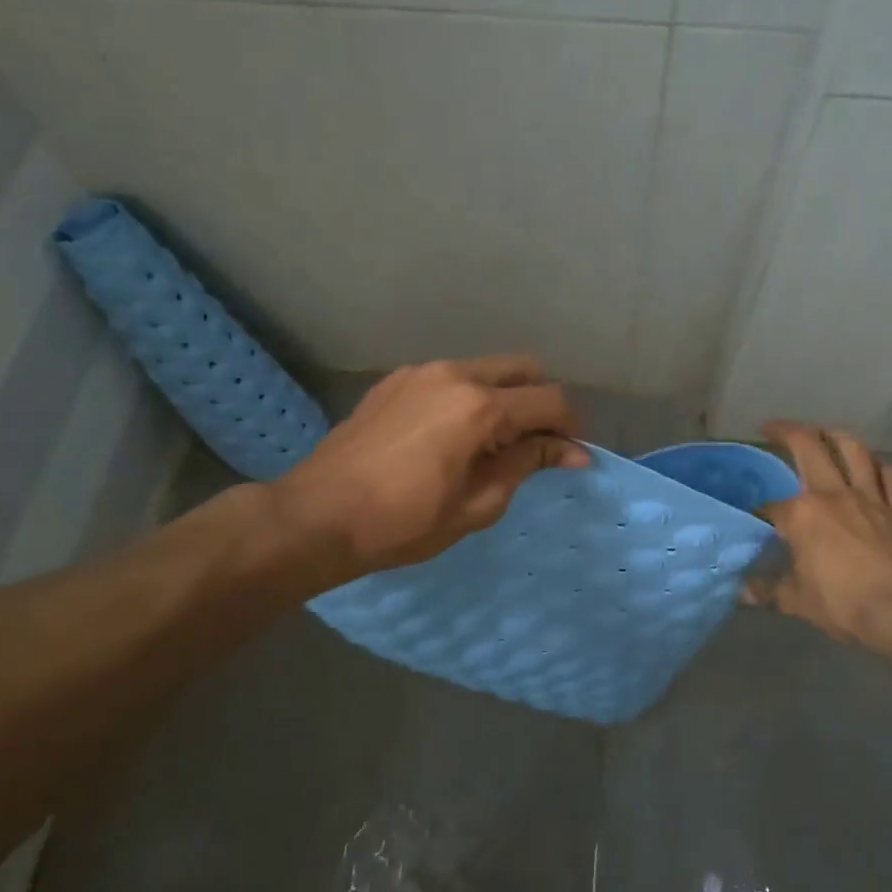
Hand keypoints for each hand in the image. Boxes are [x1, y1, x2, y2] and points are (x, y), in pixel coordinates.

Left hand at [273, 355, 587, 585]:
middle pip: (523, 369)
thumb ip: (526, 465)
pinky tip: (453, 436)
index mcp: (479, 406)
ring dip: (505, 397)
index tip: (574, 457)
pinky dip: (469, 397)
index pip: (549, 400)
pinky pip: (450, 378)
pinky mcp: (395, 381)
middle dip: (542, 402)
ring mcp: (420, 372)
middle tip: (538, 444)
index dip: (571, 428)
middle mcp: (454, 374)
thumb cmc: (403, 522)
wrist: (317, 516)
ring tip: (494, 443)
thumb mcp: (477, 504)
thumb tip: (571, 452)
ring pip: (486, 369)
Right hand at [748, 422, 891, 650]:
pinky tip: (873, 467)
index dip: (760, 513)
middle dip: (787, 432)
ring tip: (824, 434)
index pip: (772, 506)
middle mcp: (834, 494)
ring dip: (836, 436)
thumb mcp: (797, 602)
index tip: (755, 523)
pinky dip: (879, 466)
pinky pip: (891, 476)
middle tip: (773, 428)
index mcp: (802, 514)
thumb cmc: (845, 603)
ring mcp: (870, 498)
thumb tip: (742, 593)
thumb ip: (769, 591)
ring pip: (853, 450)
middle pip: (809, 448)